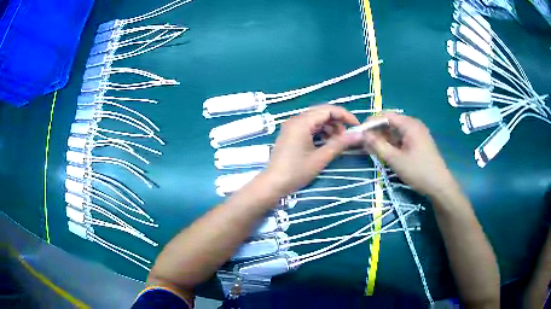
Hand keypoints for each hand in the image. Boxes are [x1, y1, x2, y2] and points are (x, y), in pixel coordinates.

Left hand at [263, 105, 360, 195]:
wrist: (273, 184)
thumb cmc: (297, 171)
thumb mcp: (321, 158)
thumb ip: (340, 144)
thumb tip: (359, 135)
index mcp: (302, 122)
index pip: (328, 110)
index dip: (345, 116)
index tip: (356, 126)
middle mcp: (296, 120)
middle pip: (321, 113)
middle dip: (337, 122)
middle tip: (347, 137)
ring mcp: (292, 127)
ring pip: (315, 120)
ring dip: (329, 128)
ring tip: (337, 142)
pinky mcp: (290, 134)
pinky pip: (309, 127)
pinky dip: (320, 132)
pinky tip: (326, 143)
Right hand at [361, 113, 456, 195]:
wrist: (439, 185)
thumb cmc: (418, 171)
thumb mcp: (395, 159)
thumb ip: (377, 145)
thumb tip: (363, 135)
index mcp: (409, 124)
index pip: (385, 115)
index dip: (371, 122)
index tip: (359, 133)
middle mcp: (413, 124)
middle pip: (390, 122)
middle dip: (376, 131)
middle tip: (364, 143)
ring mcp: (417, 133)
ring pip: (395, 131)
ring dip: (383, 138)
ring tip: (371, 149)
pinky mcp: (418, 142)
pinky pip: (401, 138)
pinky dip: (391, 143)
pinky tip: (384, 151)